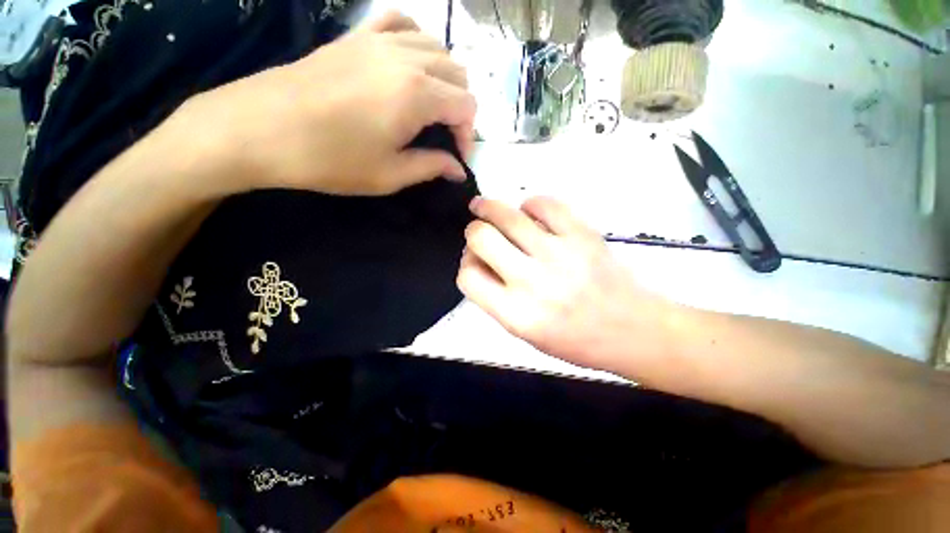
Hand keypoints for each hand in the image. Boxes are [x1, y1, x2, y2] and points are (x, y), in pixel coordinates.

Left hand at [176, 11, 476, 196]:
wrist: (261, 129)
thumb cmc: (331, 160)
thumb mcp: (390, 174)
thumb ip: (432, 167)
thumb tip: (458, 169)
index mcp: (417, 95)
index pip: (466, 106)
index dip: (469, 134)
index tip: (458, 157)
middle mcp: (406, 58)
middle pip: (457, 73)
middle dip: (461, 108)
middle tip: (446, 135)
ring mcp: (379, 40)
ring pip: (436, 47)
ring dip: (445, 78)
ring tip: (432, 106)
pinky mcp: (357, 36)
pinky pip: (401, 23)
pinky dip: (417, 41)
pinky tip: (411, 63)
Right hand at [457, 197, 676, 373]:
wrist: (634, 330)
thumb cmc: (576, 340)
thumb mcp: (526, 333)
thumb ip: (496, 299)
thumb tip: (479, 261)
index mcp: (516, 314)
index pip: (468, 277)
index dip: (466, 265)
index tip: (475, 262)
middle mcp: (532, 282)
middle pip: (480, 238)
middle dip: (473, 231)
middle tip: (479, 232)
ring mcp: (558, 254)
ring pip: (507, 214)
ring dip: (488, 207)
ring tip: (484, 207)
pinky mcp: (582, 235)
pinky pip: (544, 204)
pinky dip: (530, 204)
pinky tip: (529, 212)